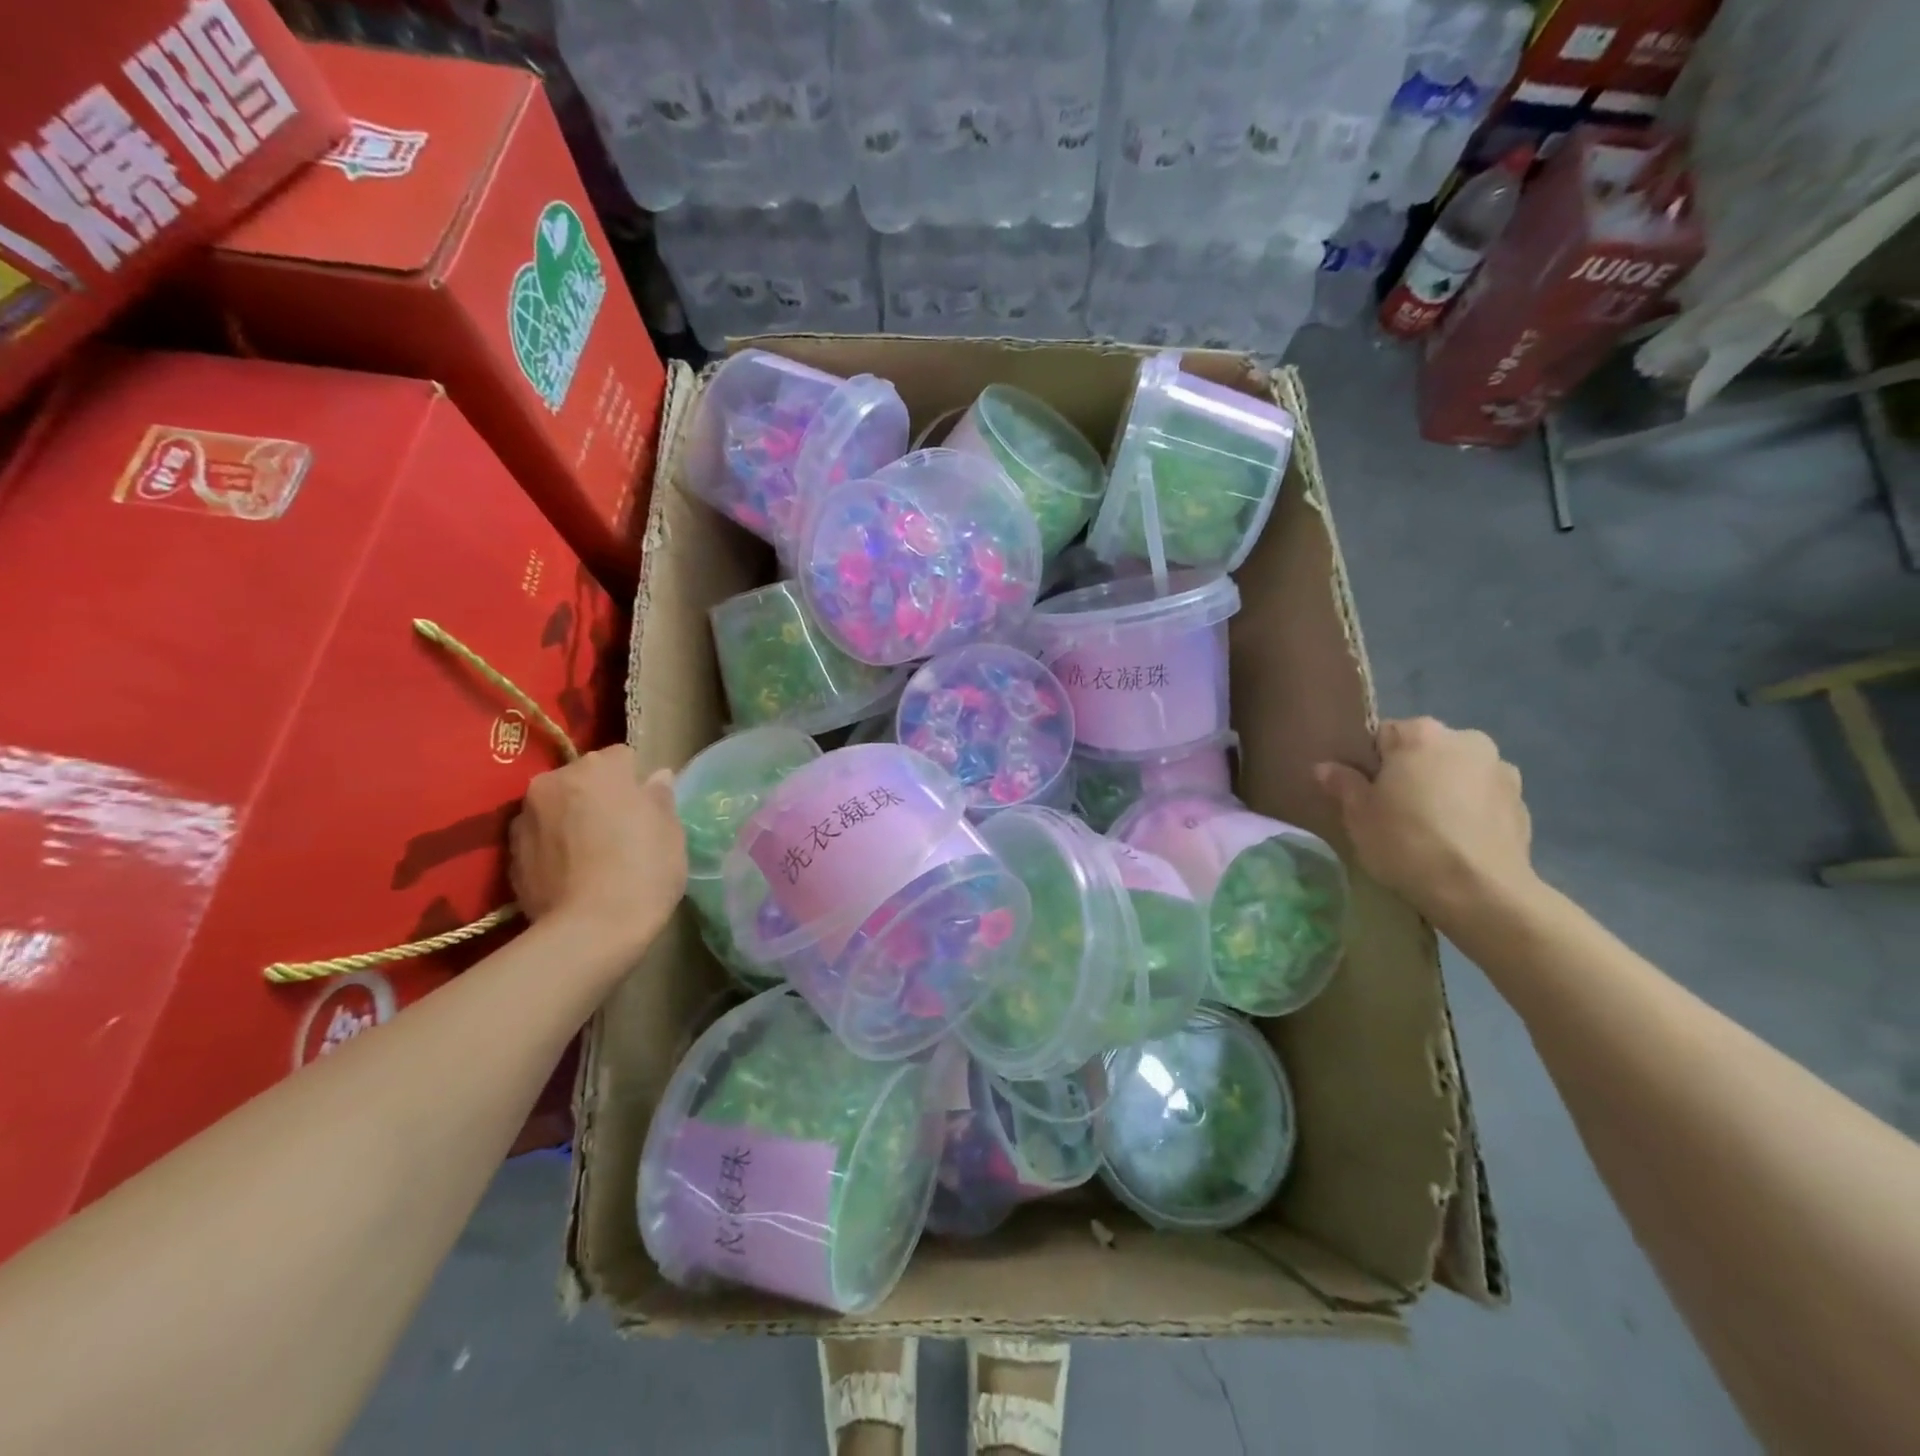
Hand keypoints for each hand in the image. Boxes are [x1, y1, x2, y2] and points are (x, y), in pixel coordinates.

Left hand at [509, 745, 685, 958]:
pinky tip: (572, 873)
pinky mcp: (509, 853)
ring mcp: (525, 817)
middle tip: (619, 830)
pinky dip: (553, 846)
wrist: (589, 932)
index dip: (637, 782)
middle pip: (584, 777)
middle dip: (599, 795)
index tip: (646, 809)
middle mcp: (554, 781)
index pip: (623, 757)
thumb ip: (660, 798)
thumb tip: (656, 778)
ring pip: (558, 806)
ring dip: (572, 818)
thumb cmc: (643, 872)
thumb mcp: (671, 832)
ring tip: (592, 854)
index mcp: (599, 768)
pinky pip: (540, 836)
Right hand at [1316, 717, 1537, 922]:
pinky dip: (1469, 809)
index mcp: (1421, 734)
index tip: (1364, 793)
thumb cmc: (1407, 843)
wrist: (1481, 892)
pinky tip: (1457, 840)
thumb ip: (1342, 784)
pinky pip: (1482, 797)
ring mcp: (1501, 769)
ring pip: (1456, 772)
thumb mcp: (1358, 816)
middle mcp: (1466, 739)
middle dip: (1410, 772)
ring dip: (1443, 789)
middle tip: (1393, 811)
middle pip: (1424, 750)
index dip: (1368, 764)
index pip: (1382, 735)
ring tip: (1429, 828)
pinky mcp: (1523, 802)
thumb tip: (1326, 767)